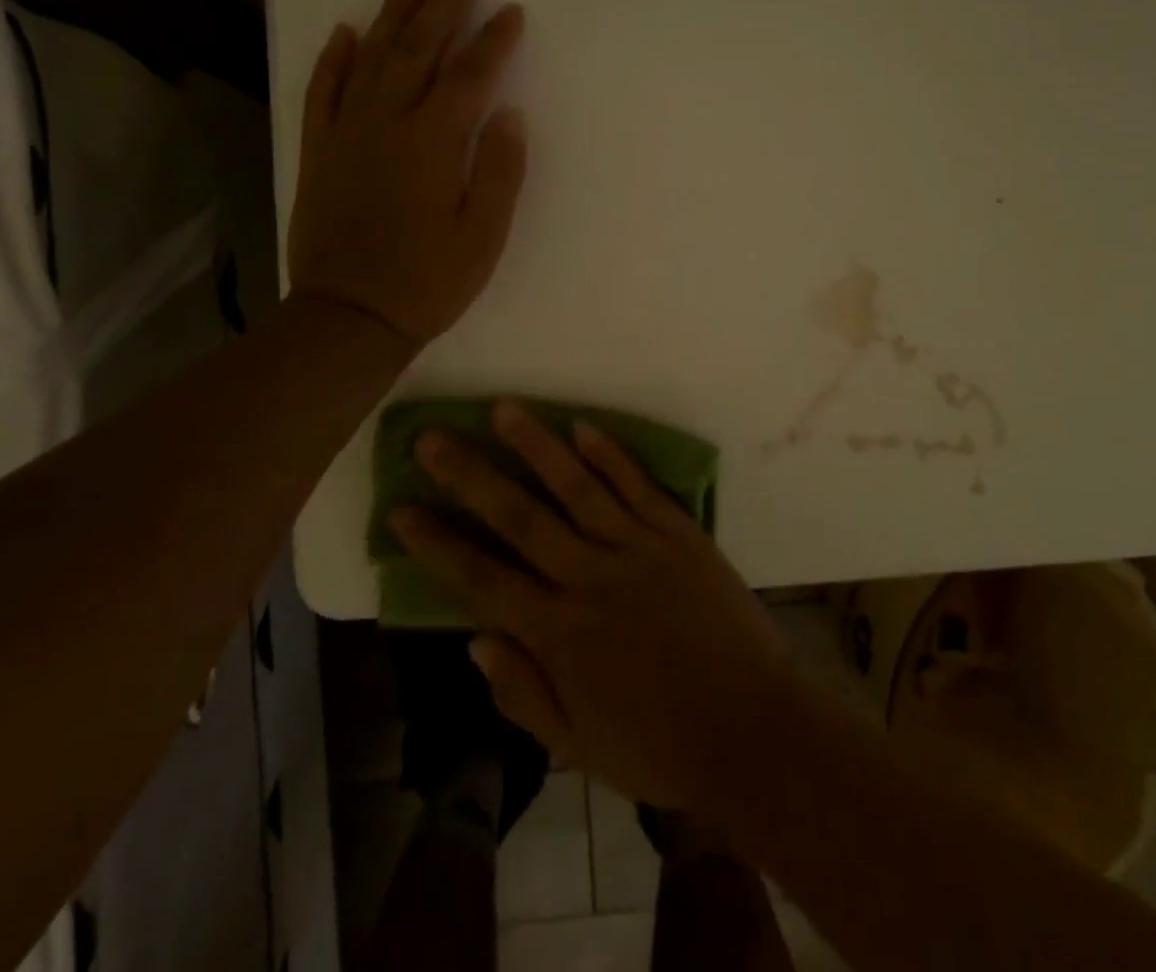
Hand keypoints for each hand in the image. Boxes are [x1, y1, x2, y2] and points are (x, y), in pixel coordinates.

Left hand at [287, 0, 526, 346]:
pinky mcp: (319, 151)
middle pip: (419, 51)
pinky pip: (323, 92)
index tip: (511, 12)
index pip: (470, 77)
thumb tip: (508, 114)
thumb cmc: (428, 281)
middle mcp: (387, 123)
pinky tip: (345, 32)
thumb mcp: (483, 236)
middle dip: (444, 7)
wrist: (348, 316)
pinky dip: (334, 59)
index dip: (493, 41)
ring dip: (392, 16)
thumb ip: (499, 171)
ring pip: (370, 59)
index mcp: (434, 143)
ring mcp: (347, 134)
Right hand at [390, 402, 800, 812]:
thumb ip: (523, 693)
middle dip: (470, 476)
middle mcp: (590, 579)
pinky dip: (609, 454)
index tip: (401, 509)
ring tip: (502, 408)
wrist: (754, 732)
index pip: (481, 579)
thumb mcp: (578, 747)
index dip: (437, 544)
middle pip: (519, 517)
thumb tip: (475, 641)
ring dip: (536, 445)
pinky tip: (581, 426)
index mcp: (559, 634)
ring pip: (576, 487)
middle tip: (432, 439)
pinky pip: (638, 486)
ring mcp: (638, 549)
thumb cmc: (661, 747)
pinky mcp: (679, 534)